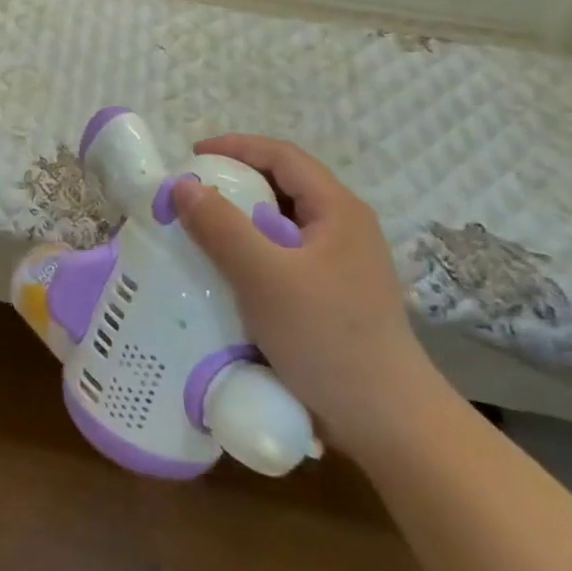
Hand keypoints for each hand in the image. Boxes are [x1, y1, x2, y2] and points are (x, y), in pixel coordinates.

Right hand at [172, 136, 434, 453]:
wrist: (388, 423)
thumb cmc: (327, 338)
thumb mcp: (264, 277)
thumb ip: (221, 226)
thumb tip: (183, 185)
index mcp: (338, 210)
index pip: (283, 156)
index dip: (236, 147)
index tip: (192, 156)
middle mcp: (344, 229)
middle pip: (284, 186)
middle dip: (235, 182)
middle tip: (191, 194)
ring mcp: (341, 265)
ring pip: (283, 224)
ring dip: (241, 219)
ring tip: (200, 230)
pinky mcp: (333, 296)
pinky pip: (284, 256)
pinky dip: (252, 252)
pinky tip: (227, 273)